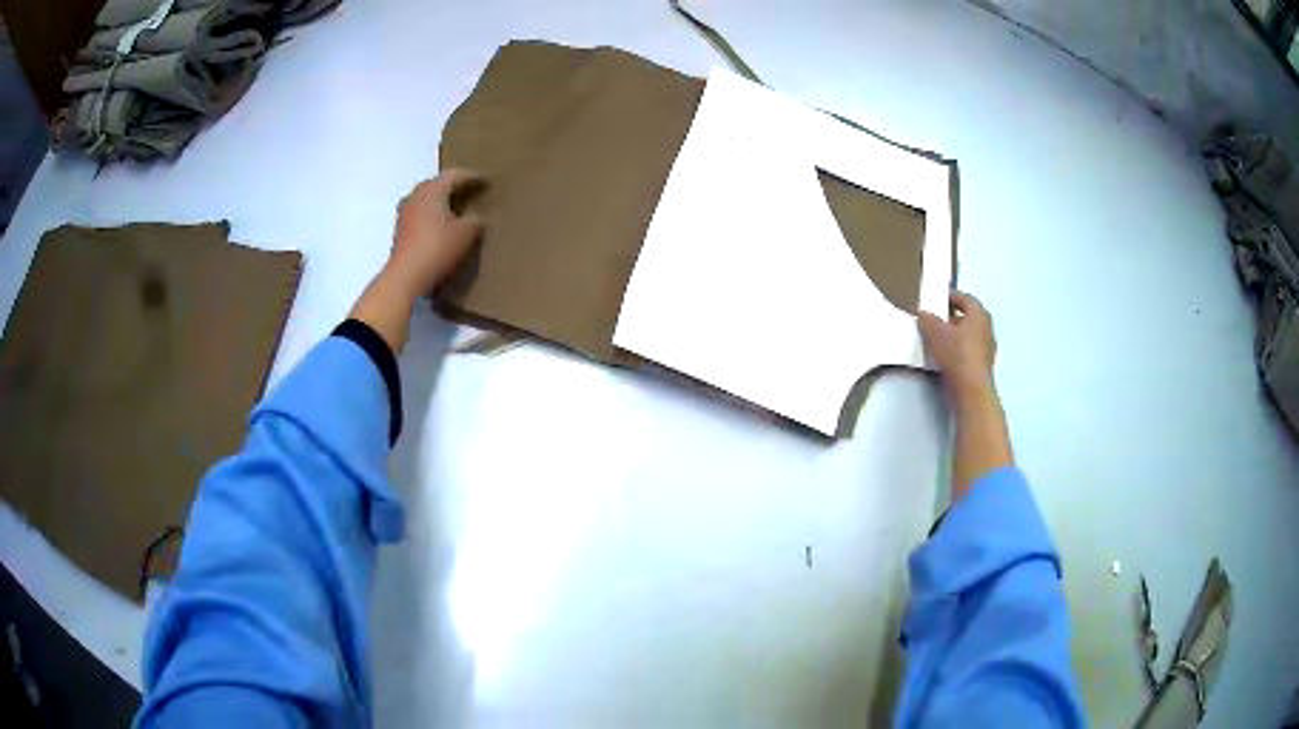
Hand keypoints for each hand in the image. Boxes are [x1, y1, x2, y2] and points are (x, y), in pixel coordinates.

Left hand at [383, 168, 484, 300]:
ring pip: (427, 199)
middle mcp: (415, 196)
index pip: (454, 175)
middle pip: (437, 184)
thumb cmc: (437, 248)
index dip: (471, 177)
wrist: (406, 276)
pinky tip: (441, 225)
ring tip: (456, 208)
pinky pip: (420, 214)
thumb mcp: (466, 234)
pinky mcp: (400, 230)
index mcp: (432, 190)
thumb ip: (475, 220)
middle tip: (470, 190)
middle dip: (453, 186)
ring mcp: (404, 213)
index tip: (485, 180)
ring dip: (441, 201)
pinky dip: (432, 214)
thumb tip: (475, 217)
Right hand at [918, 290, 996, 400]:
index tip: (937, 299)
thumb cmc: (957, 353)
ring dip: (954, 335)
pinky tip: (944, 357)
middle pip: (967, 317)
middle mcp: (987, 328)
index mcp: (979, 314)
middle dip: (950, 317)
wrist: (970, 389)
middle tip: (934, 319)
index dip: (950, 297)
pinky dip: (957, 350)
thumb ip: (927, 319)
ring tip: (936, 339)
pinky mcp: (982, 366)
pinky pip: (968, 351)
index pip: (964, 298)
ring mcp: (987, 348)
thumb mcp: (934, 331)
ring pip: (968, 335)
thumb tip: (924, 314)